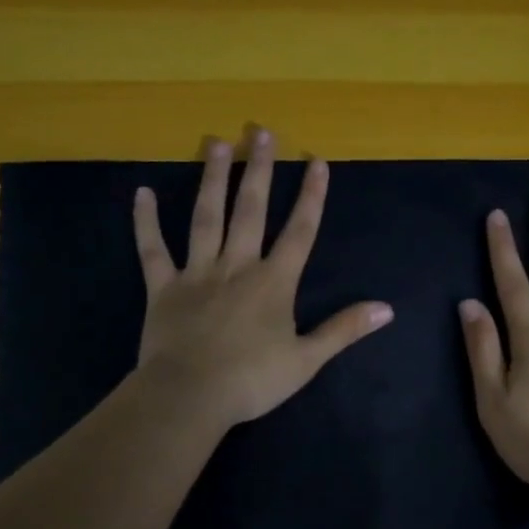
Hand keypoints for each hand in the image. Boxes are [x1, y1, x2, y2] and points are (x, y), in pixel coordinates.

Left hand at [133, 127, 393, 430]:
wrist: (190, 396)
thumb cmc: (252, 380)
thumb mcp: (307, 360)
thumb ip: (344, 329)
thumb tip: (386, 309)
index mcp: (273, 283)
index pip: (299, 232)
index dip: (311, 196)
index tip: (317, 161)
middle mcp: (237, 266)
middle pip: (250, 210)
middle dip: (258, 170)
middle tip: (260, 131)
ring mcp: (197, 273)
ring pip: (206, 218)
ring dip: (212, 180)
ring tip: (216, 143)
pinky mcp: (163, 288)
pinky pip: (152, 250)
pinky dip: (146, 222)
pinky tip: (142, 193)